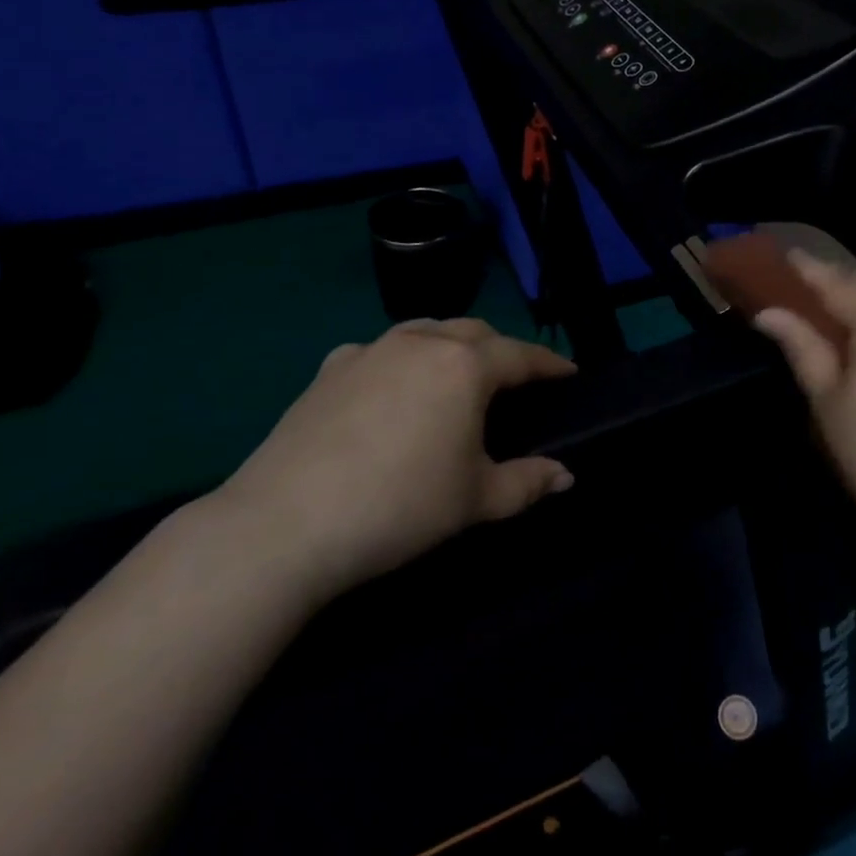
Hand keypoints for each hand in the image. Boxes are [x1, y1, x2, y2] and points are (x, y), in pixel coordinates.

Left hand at [211, 318, 576, 602]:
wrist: (286, 523)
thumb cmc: (401, 506)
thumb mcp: (476, 500)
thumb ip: (528, 482)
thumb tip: (565, 476)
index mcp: (465, 366)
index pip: (521, 355)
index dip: (550, 364)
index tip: (569, 373)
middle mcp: (421, 343)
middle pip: (474, 332)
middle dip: (501, 350)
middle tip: (515, 380)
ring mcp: (370, 350)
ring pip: (426, 331)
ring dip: (451, 346)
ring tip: (457, 375)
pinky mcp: (329, 369)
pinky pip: (380, 351)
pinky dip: (401, 360)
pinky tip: (392, 388)